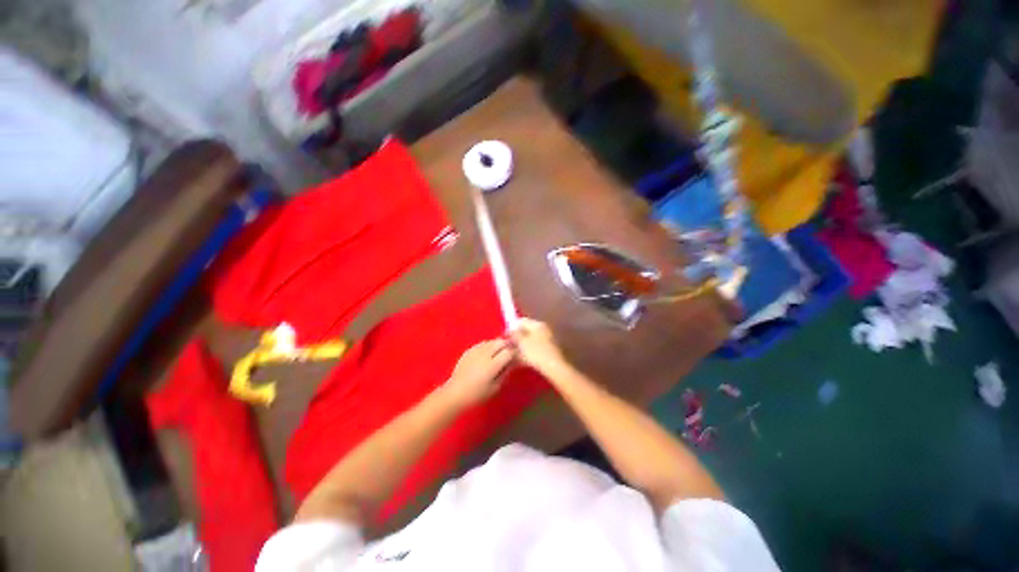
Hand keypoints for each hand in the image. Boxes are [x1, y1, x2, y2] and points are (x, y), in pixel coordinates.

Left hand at [443, 339, 514, 406]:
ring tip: (498, 353)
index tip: (517, 356)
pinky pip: (482, 343)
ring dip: (497, 345)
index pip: (509, 351)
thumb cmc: (477, 394)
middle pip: (500, 342)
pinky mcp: (469, 350)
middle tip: (508, 352)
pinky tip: (486, 354)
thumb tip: (513, 362)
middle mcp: (485, 354)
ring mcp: (475, 350)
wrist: (455, 393)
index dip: (514, 352)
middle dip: (507, 345)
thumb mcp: (495, 387)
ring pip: (491, 341)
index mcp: (492, 365)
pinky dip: (487, 346)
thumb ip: (505, 372)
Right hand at [510, 318, 566, 373]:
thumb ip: (515, 334)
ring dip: (521, 347)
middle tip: (508, 346)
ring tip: (513, 355)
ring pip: (530, 341)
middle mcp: (544, 329)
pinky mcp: (549, 351)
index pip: (522, 321)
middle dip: (517, 338)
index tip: (505, 337)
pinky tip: (521, 360)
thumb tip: (511, 331)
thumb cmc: (536, 353)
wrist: (554, 368)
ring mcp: (547, 340)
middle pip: (526, 331)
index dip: (512, 327)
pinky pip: (535, 349)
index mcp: (538, 324)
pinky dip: (528, 353)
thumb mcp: (522, 342)